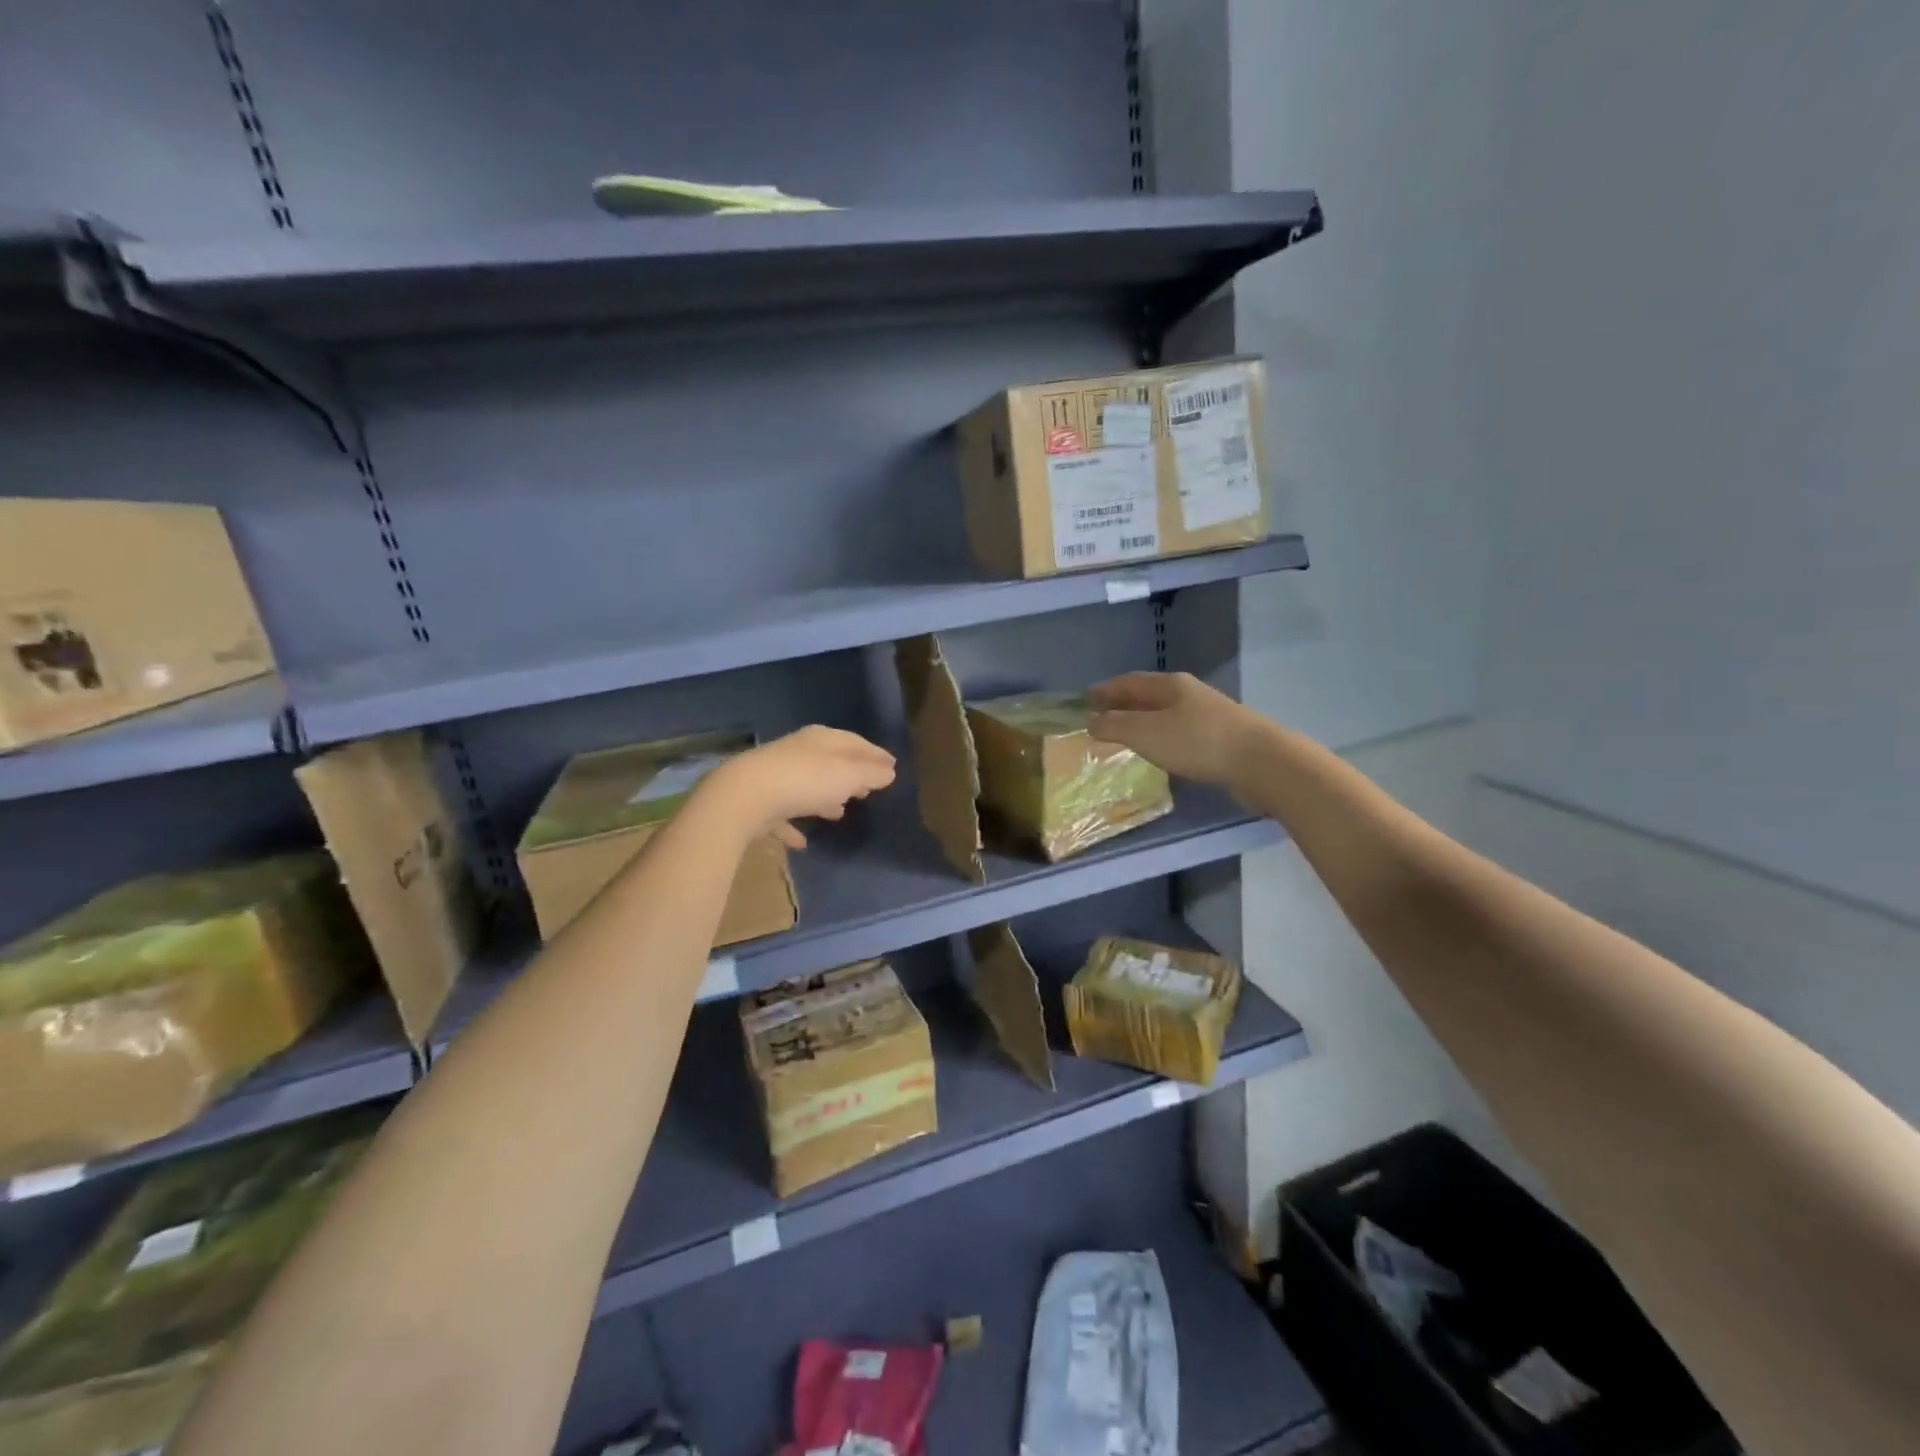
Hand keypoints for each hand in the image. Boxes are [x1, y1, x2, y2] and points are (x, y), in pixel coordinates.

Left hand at [700, 726, 896, 848]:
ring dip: (825, 797)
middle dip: (851, 774)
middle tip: (870, 788)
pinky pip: (783, 815)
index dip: (875, 754)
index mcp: (822, 740)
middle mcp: (799, 753)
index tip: (892, 766)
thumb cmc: (805, 780)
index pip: (855, 742)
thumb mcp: (848, 775)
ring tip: (842, 812)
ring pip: (808, 786)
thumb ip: (871, 773)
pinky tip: (803, 842)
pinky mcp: (760, 804)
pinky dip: (794, 825)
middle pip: (831, 762)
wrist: (744, 797)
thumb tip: (889, 771)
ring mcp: (776, 777)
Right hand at [1087, 672, 1264, 791]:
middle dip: (1124, 704)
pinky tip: (1161, 751)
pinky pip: (1181, 732)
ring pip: (1166, 713)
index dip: (1106, 689)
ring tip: (1126, 735)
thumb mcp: (1146, 733)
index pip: (1129, 681)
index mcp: (1170, 685)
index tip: (1086, 699)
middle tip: (1101, 717)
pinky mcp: (1222, 737)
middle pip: (1149, 695)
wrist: (1261, 762)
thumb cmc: (1197, 742)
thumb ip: (1115, 726)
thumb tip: (1091, 720)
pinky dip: (1162, 736)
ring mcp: (1209, 714)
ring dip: (1143, 721)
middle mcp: (1190, 693)